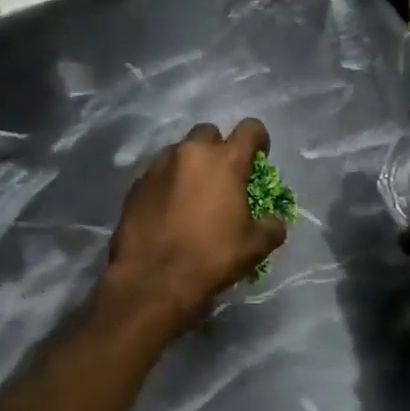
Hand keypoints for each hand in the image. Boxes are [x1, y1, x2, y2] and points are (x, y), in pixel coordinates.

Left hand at [106, 118, 287, 334]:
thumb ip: (271, 226)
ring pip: (180, 151)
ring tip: (193, 193)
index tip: (259, 159)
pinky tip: (169, 209)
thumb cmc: (211, 257)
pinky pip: (159, 173)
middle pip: (210, 133)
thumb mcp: (255, 246)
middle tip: (223, 177)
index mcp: (225, 161)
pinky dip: (168, 183)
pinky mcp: (136, 184)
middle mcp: (191, 153)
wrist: (152, 281)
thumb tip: (273, 222)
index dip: (259, 140)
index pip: (250, 129)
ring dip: (191, 164)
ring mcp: (159, 166)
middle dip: (219, 148)